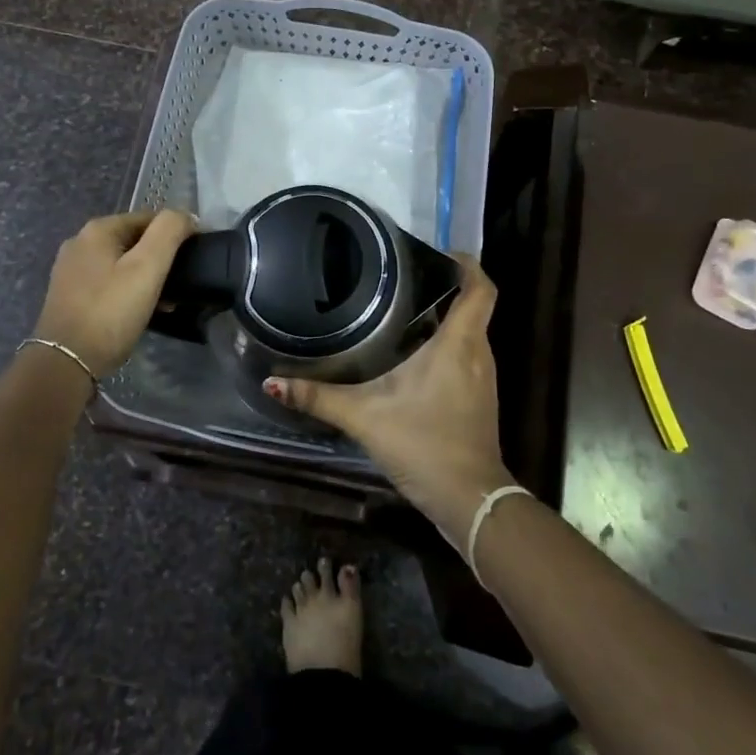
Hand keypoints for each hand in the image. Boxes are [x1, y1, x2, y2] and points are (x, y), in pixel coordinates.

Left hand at [32, 210, 196, 376]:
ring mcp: (71, 270)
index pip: (149, 218)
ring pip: (122, 263)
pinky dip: (128, 291)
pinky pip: (108, 283)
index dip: (176, 234)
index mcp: (97, 229)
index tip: (194, 258)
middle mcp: (80, 243)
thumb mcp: (147, 267)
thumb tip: (185, 215)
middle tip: (180, 285)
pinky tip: (140, 312)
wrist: (65, 362)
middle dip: (160, 260)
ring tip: (166, 303)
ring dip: (146, 278)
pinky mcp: (69, 295)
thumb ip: (169, 232)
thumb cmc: (110, 311)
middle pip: (134, 240)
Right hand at [264, 257, 513, 546]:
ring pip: (469, 332)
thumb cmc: (424, 444)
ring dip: (444, 318)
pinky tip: (413, 356)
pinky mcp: (479, 398)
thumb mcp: (365, 417)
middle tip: (401, 279)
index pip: (480, 287)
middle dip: (443, 288)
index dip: (466, 263)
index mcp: (459, 342)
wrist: (470, 501)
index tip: (438, 252)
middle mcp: (478, 352)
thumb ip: (318, 398)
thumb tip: (272, 382)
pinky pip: (467, 355)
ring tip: (401, 309)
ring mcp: (483, 377)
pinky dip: (446, 345)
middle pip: (472, 306)